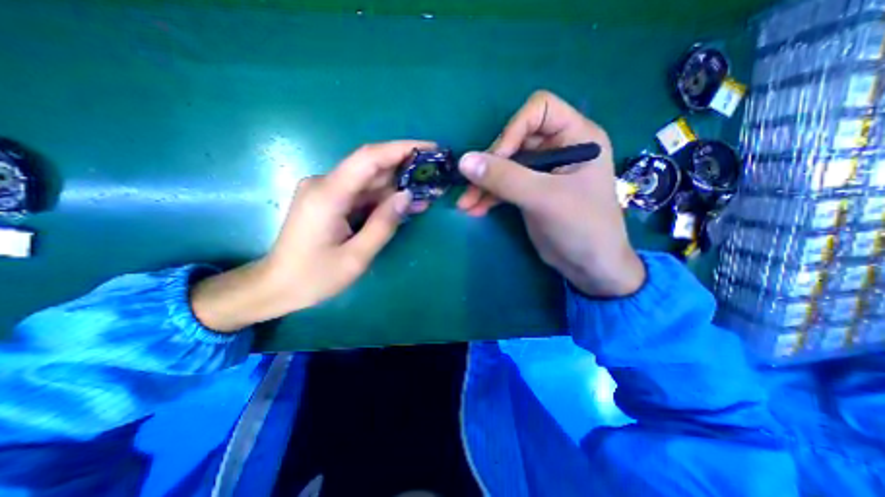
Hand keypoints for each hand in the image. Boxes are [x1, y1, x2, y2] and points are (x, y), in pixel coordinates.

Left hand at [192, 141, 433, 330]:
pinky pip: (362, 194)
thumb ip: (383, 224)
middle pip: (371, 167)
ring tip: (428, 192)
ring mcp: (326, 191)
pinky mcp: (329, 201)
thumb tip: (407, 196)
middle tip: (436, 175)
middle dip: (405, 168)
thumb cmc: (314, 277)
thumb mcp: (356, 257)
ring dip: (398, 186)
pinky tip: (405, 205)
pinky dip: (384, 199)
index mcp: (329, 194)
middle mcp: (325, 184)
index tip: (431, 148)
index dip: (402, 149)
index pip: (369, 158)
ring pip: (369, 181)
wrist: (277, 286)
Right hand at [457, 91, 643, 295]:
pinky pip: (504, 186)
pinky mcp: (531, 191)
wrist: (590, 267)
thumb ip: (504, 178)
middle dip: (490, 164)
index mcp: (576, 136)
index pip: (539, 110)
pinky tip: (474, 209)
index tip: (498, 159)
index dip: (513, 129)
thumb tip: (464, 161)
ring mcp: (543, 171)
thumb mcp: (544, 198)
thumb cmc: (582, 227)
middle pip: (515, 140)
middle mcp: (559, 148)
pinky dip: (488, 196)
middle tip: (471, 186)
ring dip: (483, 184)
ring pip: (505, 166)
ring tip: (465, 204)